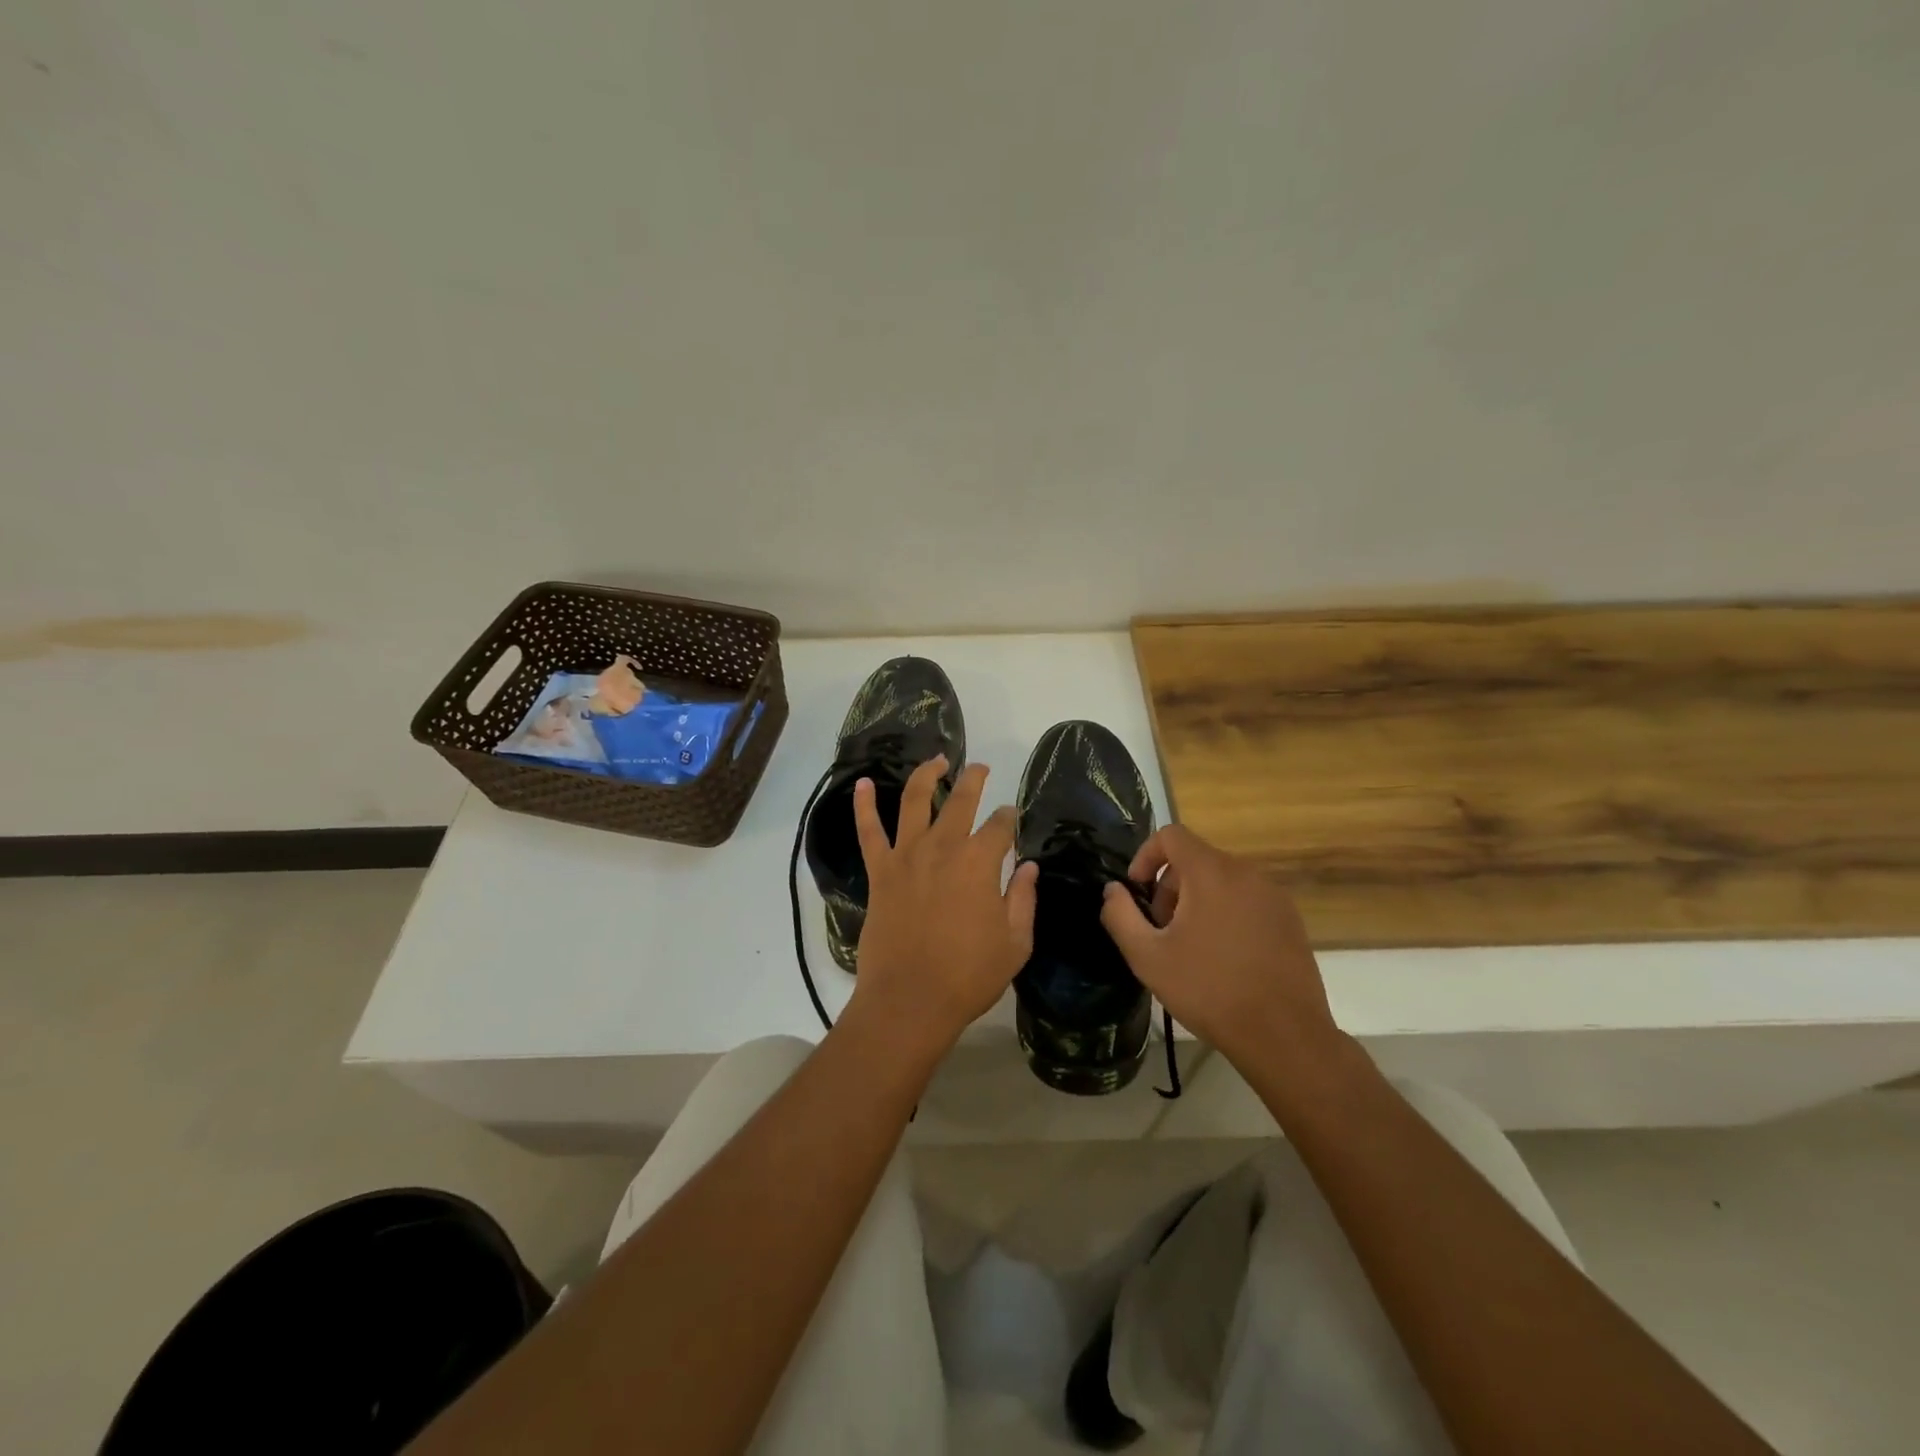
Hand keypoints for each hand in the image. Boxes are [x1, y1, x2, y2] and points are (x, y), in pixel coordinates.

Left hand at [846, 756, 1038, 1057]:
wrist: (910, 1000)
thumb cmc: (969, 975)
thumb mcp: (1015, 942)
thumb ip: (1023, 899)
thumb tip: (1028, 866)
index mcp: (980, 862)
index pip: (1000, 826)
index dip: (1010, 818)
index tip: (1013, 817)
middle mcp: (943, 847)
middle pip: (961, 800)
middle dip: (974, 779)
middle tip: (981, 768)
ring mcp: (907, 856)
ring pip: (914, 800)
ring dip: (927, 774)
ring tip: (937, 760)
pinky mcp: (880, 872)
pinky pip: (869, 831)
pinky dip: (863, 805)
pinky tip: (863, 783)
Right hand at [1099, 824, 1345, 1083]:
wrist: (1284, 1036)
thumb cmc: (1209, 991)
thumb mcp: (1147, 957)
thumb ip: (1120, 915)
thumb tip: (1113, 890)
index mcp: (1211, 873)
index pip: (1171, 835)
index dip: (1145, 857)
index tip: (1137, 893)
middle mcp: (1246, 873)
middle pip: (1195, 860)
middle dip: (1170, 888)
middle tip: (1161, 931)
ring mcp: (1273, 896)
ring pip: (1221, 881)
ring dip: (1196, 903)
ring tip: (1190, 949)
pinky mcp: (1291, 920)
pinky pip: (1246, 900)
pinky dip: (1226, 914)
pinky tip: (1223, 959)